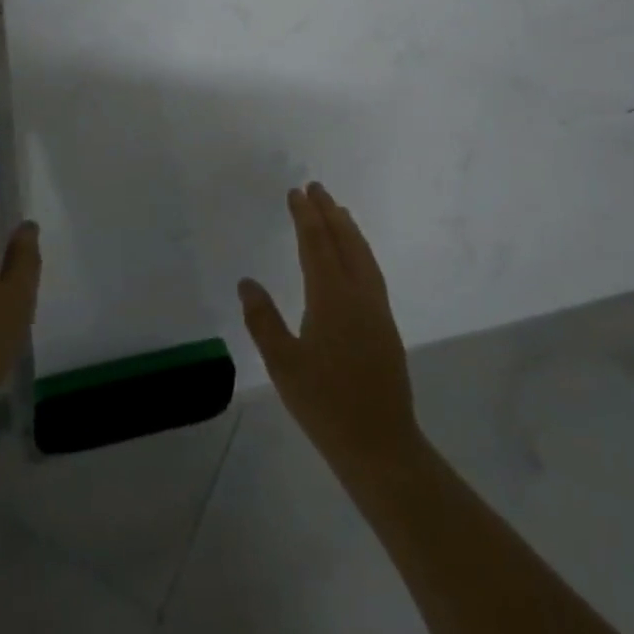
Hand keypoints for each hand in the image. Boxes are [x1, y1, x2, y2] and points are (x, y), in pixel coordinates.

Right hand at [239, 183, 420, 472]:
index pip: (317, 244)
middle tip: (316, 187)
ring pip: (363, 255)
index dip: (306, 216)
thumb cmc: (325, 405)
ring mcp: (377, 309)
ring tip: (338, 210)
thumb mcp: (283, 365)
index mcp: (331, 298)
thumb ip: (263, 320)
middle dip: (329, 212)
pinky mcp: (386, 325)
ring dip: (348, 228)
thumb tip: (247, 282)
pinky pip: (372, 271)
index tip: (296, 192)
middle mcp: (358, 294)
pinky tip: (356, 256)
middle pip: (344, 241)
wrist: (381, 446)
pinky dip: (361, 250)